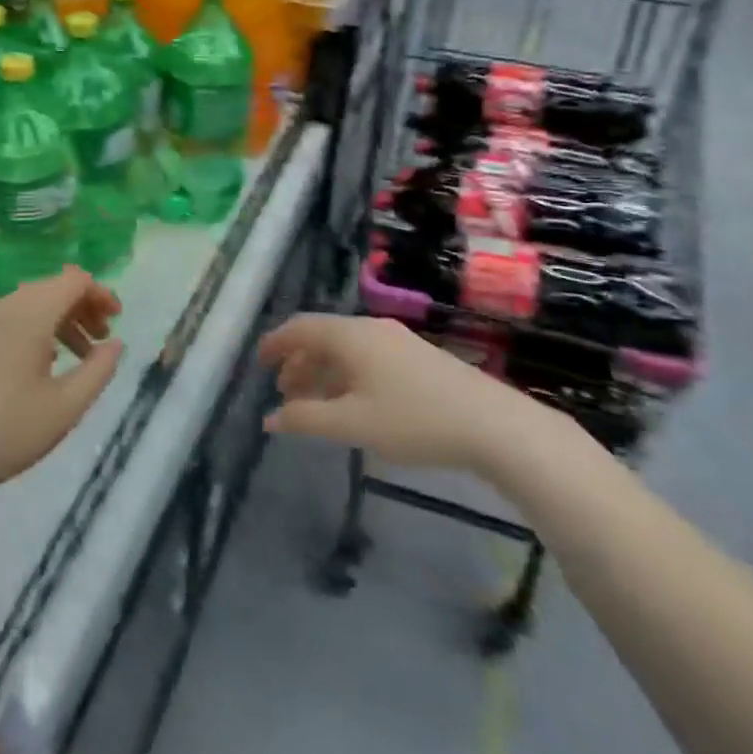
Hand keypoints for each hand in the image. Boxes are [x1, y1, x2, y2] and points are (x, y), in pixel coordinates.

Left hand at [0, 267, 122, 504]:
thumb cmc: (9, 431)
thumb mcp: (67, 406)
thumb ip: (99, 369)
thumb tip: (115, 343)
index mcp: (30, 314)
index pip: (74, 280)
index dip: (101, 293)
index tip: (117, 319)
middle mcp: (4, 307)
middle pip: (52, 288)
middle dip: (83, 307)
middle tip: (102, 340)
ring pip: (31, 303)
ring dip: (60, 320)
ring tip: (79, 355)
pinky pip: (11, 319)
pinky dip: (36, 329)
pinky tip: (43, 364)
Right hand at [259, 314, 544, 474]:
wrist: (494, 425)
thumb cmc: (414, 420)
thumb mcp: (353, 424)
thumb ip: (306, 419)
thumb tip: (269, 419)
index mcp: (349, 336)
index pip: (300, 328)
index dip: (275, 344)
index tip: (258, 363)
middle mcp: (369, 329)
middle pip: (322, 337)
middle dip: (297, 362)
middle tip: (283, 393)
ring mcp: (397, 341)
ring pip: (346, 349)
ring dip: (322, 372)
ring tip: (313, 403)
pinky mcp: (417, 357)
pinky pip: (366, 357)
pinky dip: (346, 375)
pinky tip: (352, 404)